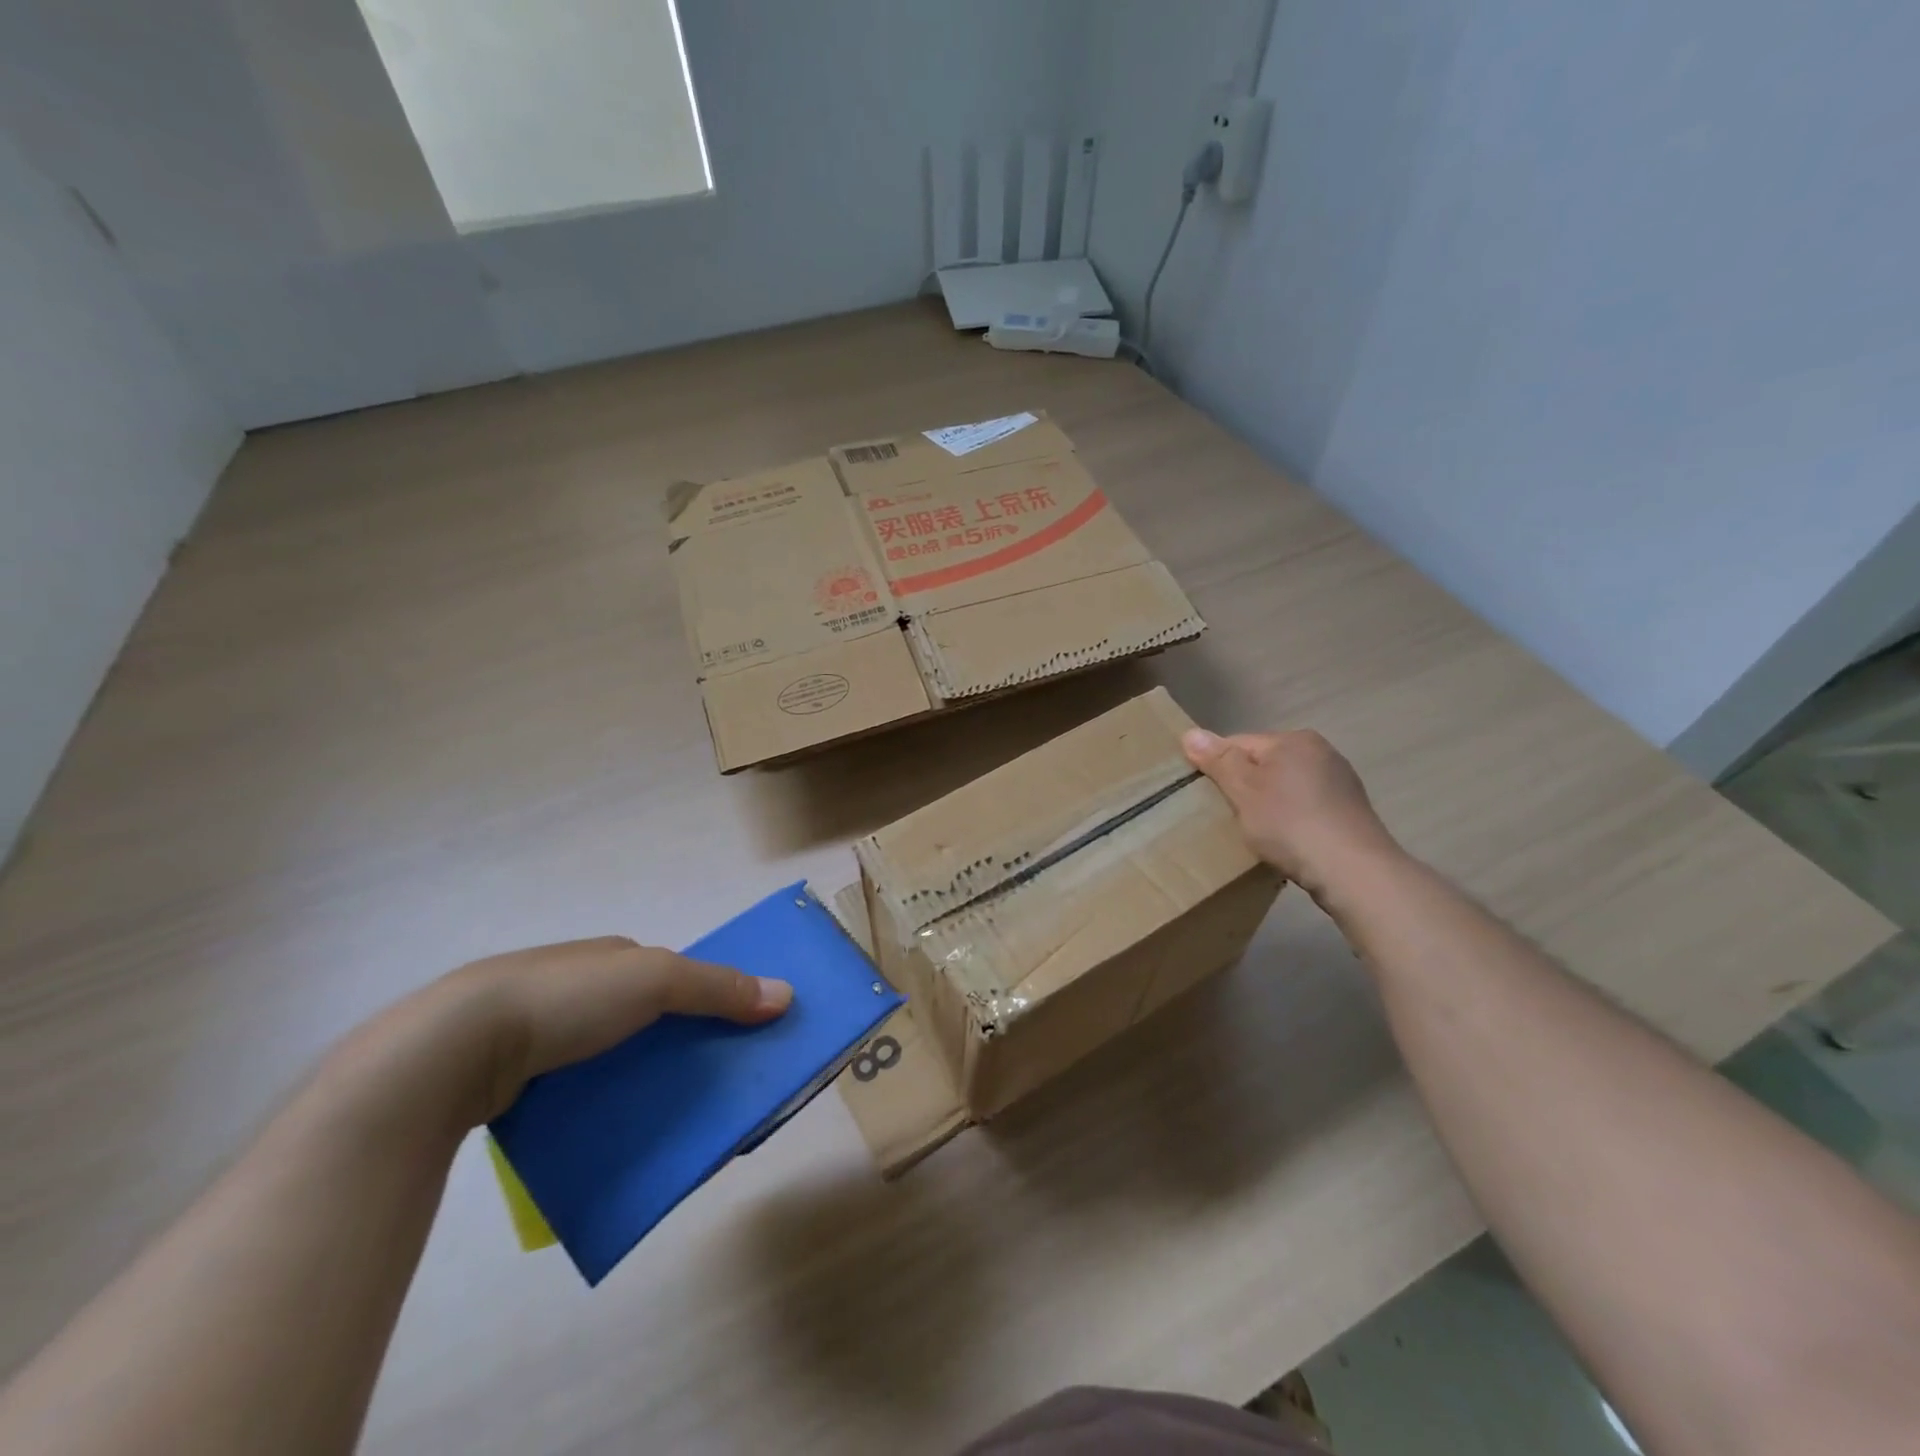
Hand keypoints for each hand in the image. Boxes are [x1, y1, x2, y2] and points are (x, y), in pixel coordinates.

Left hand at [345, 938, 792, 1130]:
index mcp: (610, 957)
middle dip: (674, 1046)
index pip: (670, 975)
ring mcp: (538, 1032)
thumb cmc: (567, 997)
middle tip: (704, 1085)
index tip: (730, 1035)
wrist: (454, 1047)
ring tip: (662, 1119)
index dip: (703, 999)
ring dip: (635, 1082)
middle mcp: (577, 987)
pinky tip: (605, 1132)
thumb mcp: (656, 980)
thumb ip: (719, 987)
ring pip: (606, 1058)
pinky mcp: (509, 1078)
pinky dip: (593, 1107)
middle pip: (642, 1018)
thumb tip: (786, 995)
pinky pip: (569, 1091)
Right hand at [1181, 727, 1402, 901]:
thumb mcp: (1244, 790)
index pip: (1239, 744)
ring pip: (1285, 788)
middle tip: (1228, 818)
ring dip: (1268, 805)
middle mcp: (1321, 752)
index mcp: (1294, 740)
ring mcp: (1340, 782)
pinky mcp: (1350, 812)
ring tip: (1257, 834)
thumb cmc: (1290, 824)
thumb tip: (1190, 733)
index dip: (1217, 768)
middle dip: (1244, 788)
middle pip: (1263, 765)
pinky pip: (1306, 808)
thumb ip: (1218, 761)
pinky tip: (1286, 842)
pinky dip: (1291, 820)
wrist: (1354, 872)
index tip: (1206, 797)